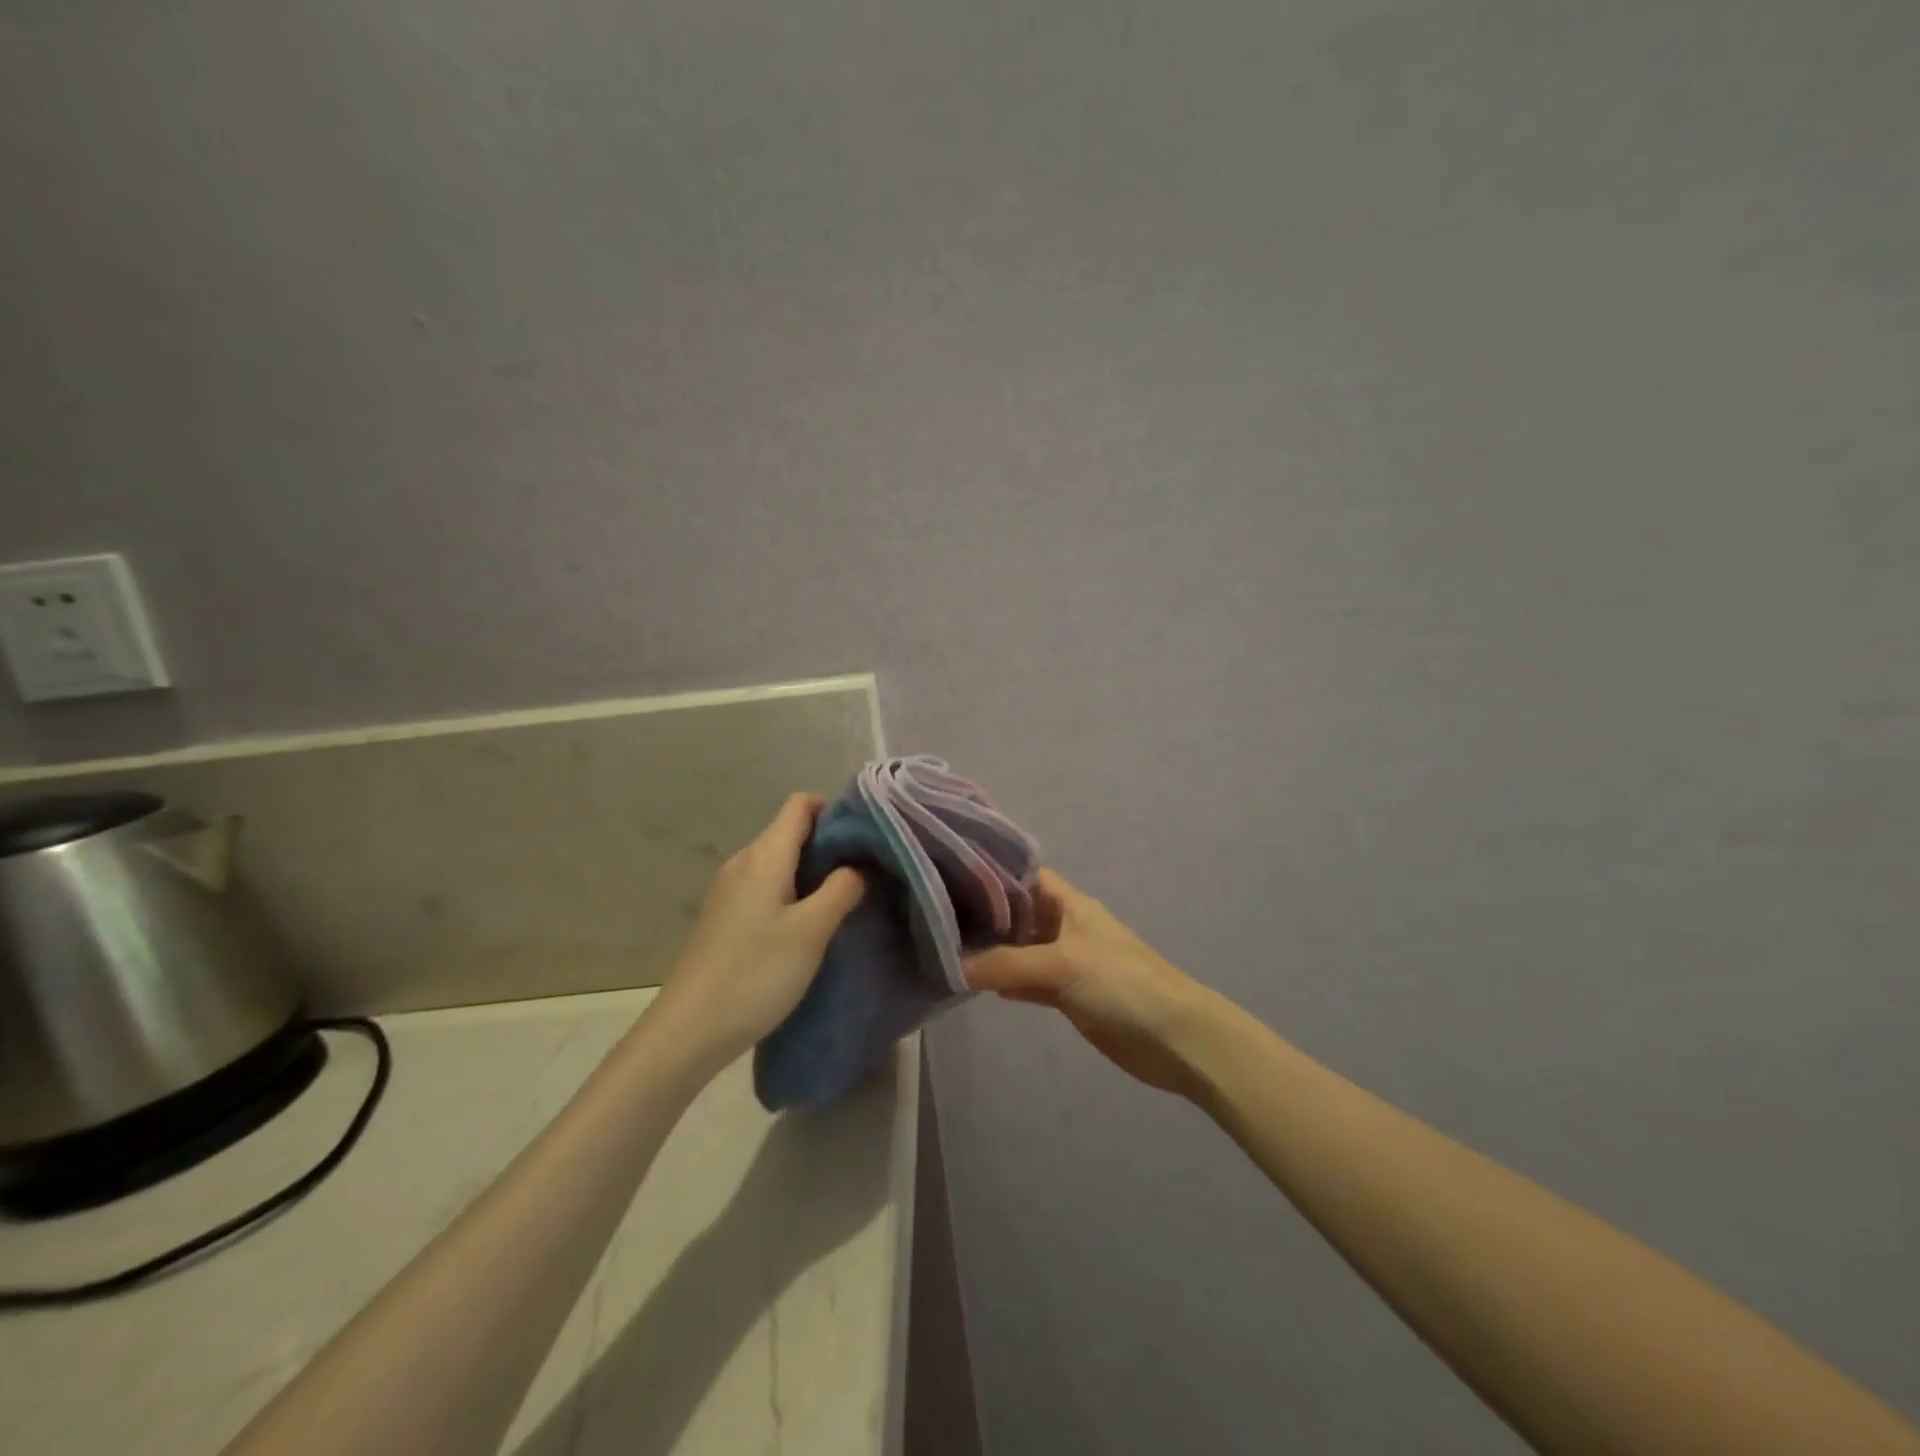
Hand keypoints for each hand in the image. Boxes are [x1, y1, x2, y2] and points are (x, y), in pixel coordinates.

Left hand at [650, 794, 864, 1066]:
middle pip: (791, 832)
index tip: (866, 836)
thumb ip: (841, 890)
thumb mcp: (811, 931)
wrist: (688, 1031)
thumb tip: (859, 865)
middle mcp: (743, 862)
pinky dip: (794, 893)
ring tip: (845, 900)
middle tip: (867, 873)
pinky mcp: (725, 916)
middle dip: (831, 845)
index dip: (835, 810)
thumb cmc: (755, 974)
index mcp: (764, 856)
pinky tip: (810, 925)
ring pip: (781, 862)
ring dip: (814, 873)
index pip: (801, 804)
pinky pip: (768, 887)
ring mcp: (730, 890)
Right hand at [966, 869, 1219, 1096]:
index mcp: (1069, 904)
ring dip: (992, 952)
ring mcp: (1067, 962)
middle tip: (934, 918)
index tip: (947, 875)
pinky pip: (1029, 981)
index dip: (990, 873)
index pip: (1023, 876)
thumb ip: (1006, 964)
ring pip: (1020, 950)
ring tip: (943, 951)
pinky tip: (976, 986)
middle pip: (1017, 913)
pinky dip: (1007, 982)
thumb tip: (953, 966)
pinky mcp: (1069, 996)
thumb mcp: (1061, 964)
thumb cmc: (1122, 984)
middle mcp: (1064, 926)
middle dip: (983, 915)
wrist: (1175, 1038)